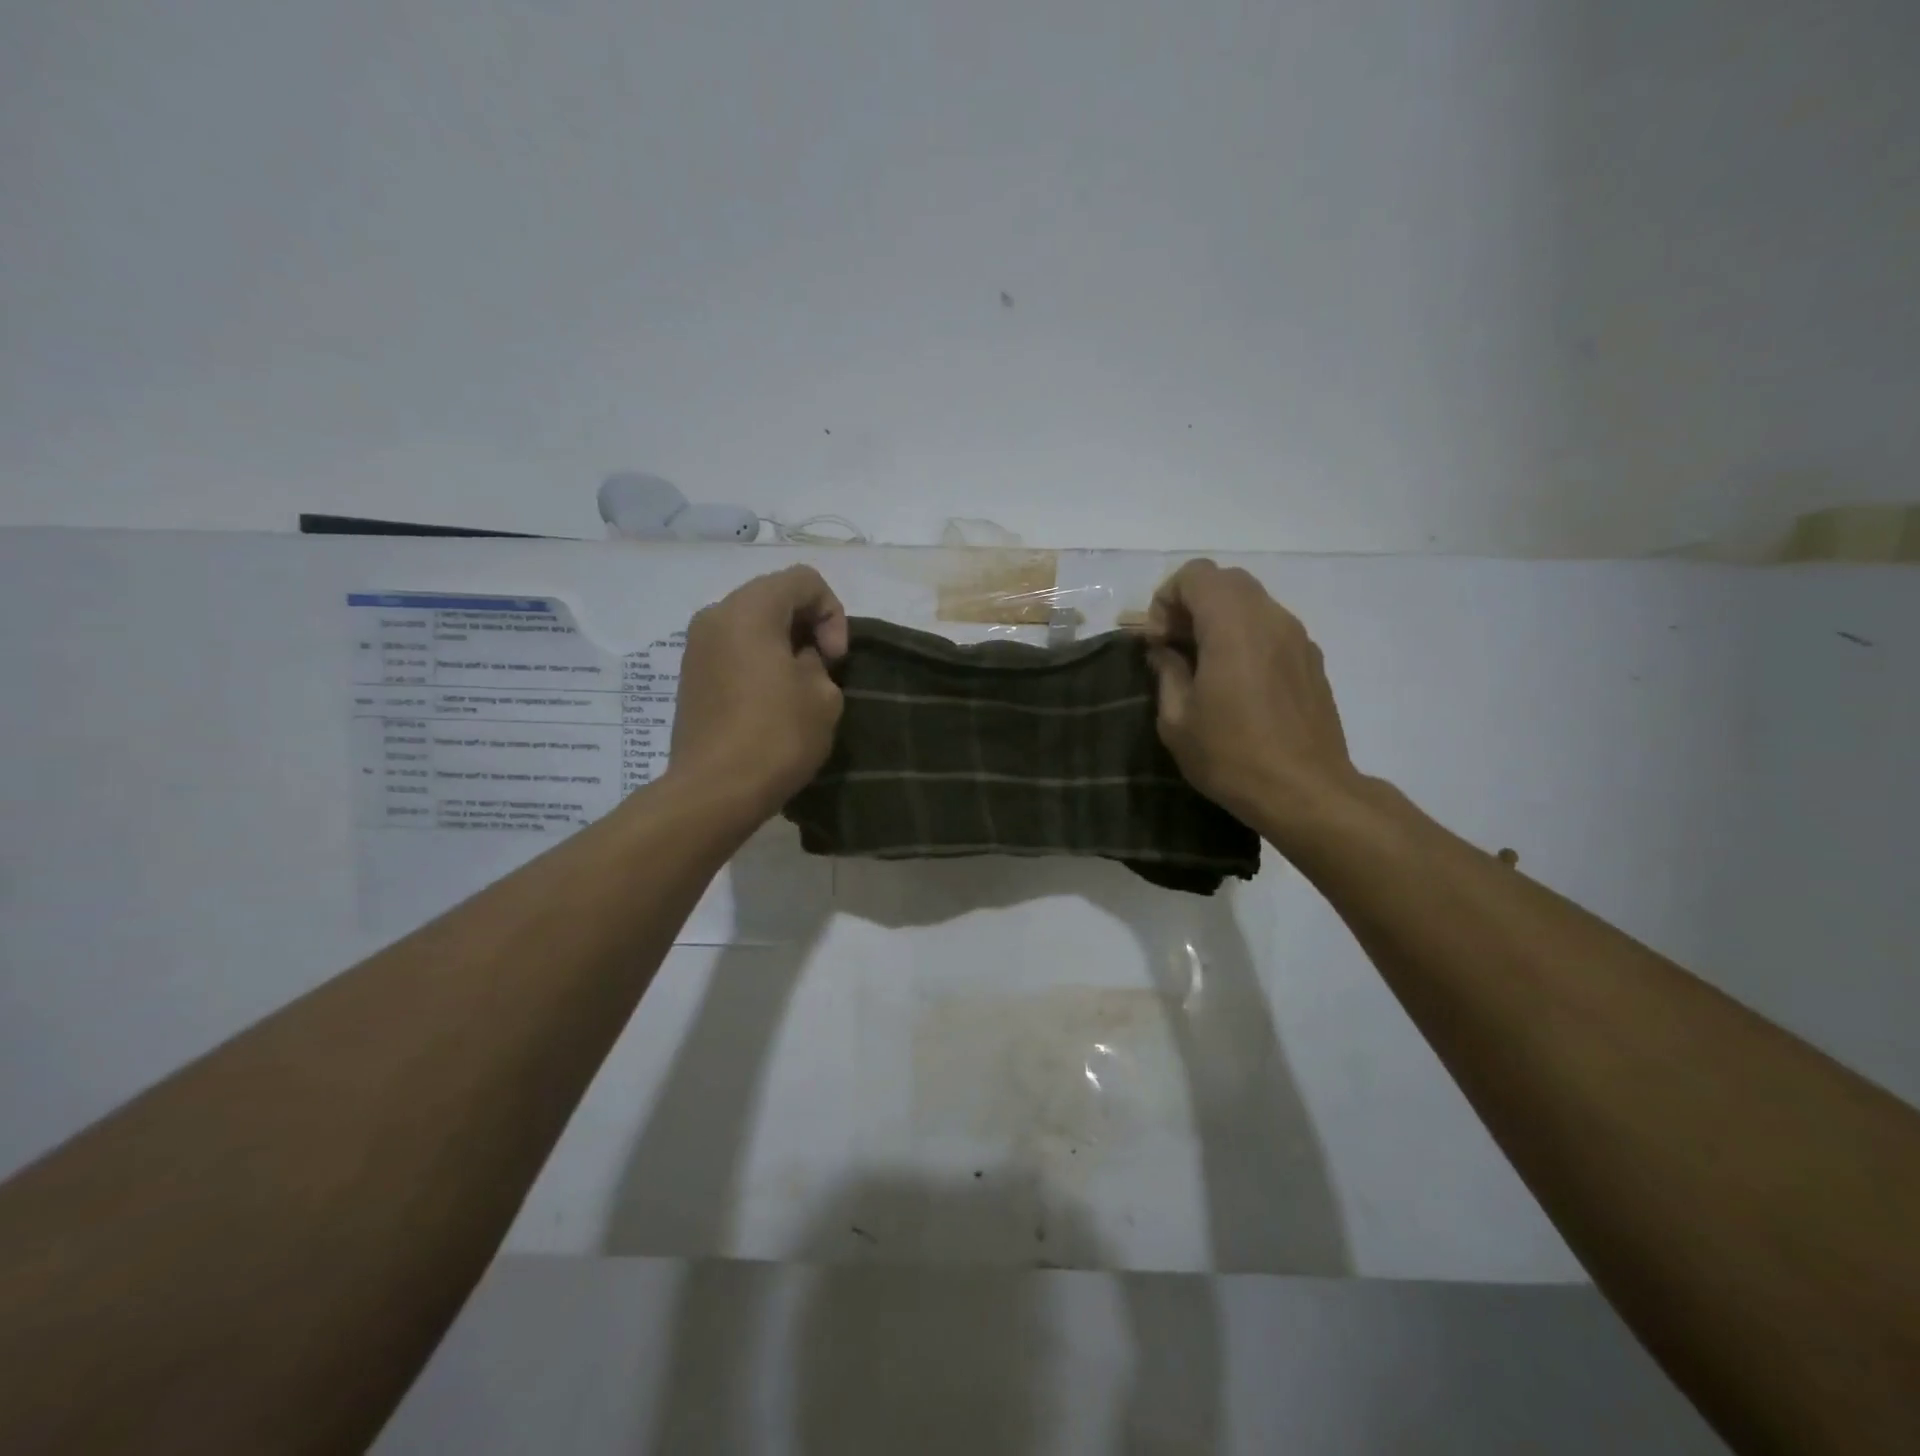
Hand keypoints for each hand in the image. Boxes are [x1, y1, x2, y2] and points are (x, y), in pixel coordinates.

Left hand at [668, 565, 848, 819]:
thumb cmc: (777, 736)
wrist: (715, 790)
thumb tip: (798, 661)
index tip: (835, 658)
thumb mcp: (823, 694)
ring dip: (783, 643)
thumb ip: (818, 661)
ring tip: (799, 685)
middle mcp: (716, 616)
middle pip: (774, 596)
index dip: (833, 612)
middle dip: (808, 625)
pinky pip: (734, 649)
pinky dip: (759, 660)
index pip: (804, 580)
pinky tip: (772, 699)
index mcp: (749, 609)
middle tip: (823, 667)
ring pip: (752, 624)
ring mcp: (696, 647)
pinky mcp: (690, 676)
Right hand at [1144, 559, 1355, 835]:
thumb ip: (1167, 672)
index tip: (1158, 642)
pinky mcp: (1311, 659)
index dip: (1166, 599)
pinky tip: (1236, 683)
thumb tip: (1165, 651)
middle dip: (1191, 604)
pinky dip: (1244, 636)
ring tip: (1204, 666)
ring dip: (1219, 620)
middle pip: (1225, 581)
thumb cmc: (1231, 756)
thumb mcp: (1177, 720)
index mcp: (1232, 626)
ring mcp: (1297, 637)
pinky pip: (1270, 627)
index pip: (1196, 575)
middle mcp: (1270, 618)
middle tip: (1175, 647)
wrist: (1306, 792)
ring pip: (1251, 602)